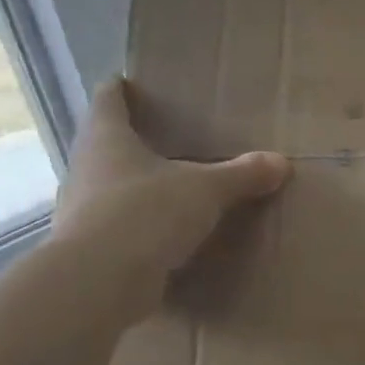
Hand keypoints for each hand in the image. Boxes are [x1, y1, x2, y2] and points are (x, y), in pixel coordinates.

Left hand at [52, 77, 289, 319]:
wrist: (99, 282)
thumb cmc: (146, 213)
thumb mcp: (206, 189)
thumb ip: (242, 175)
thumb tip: (280, 162)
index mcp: (107, 139)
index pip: (108, 100)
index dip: (120, 89)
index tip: (132, 82)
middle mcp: (87, 168)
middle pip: (108, 144)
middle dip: (136, 141)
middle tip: (172, 138)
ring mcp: (84, 210)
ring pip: (114, 187)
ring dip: (140, 187)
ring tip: (176, 188)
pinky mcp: (93, 248)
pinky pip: (123, 227)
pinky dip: (144, 226)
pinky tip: (170, 234)